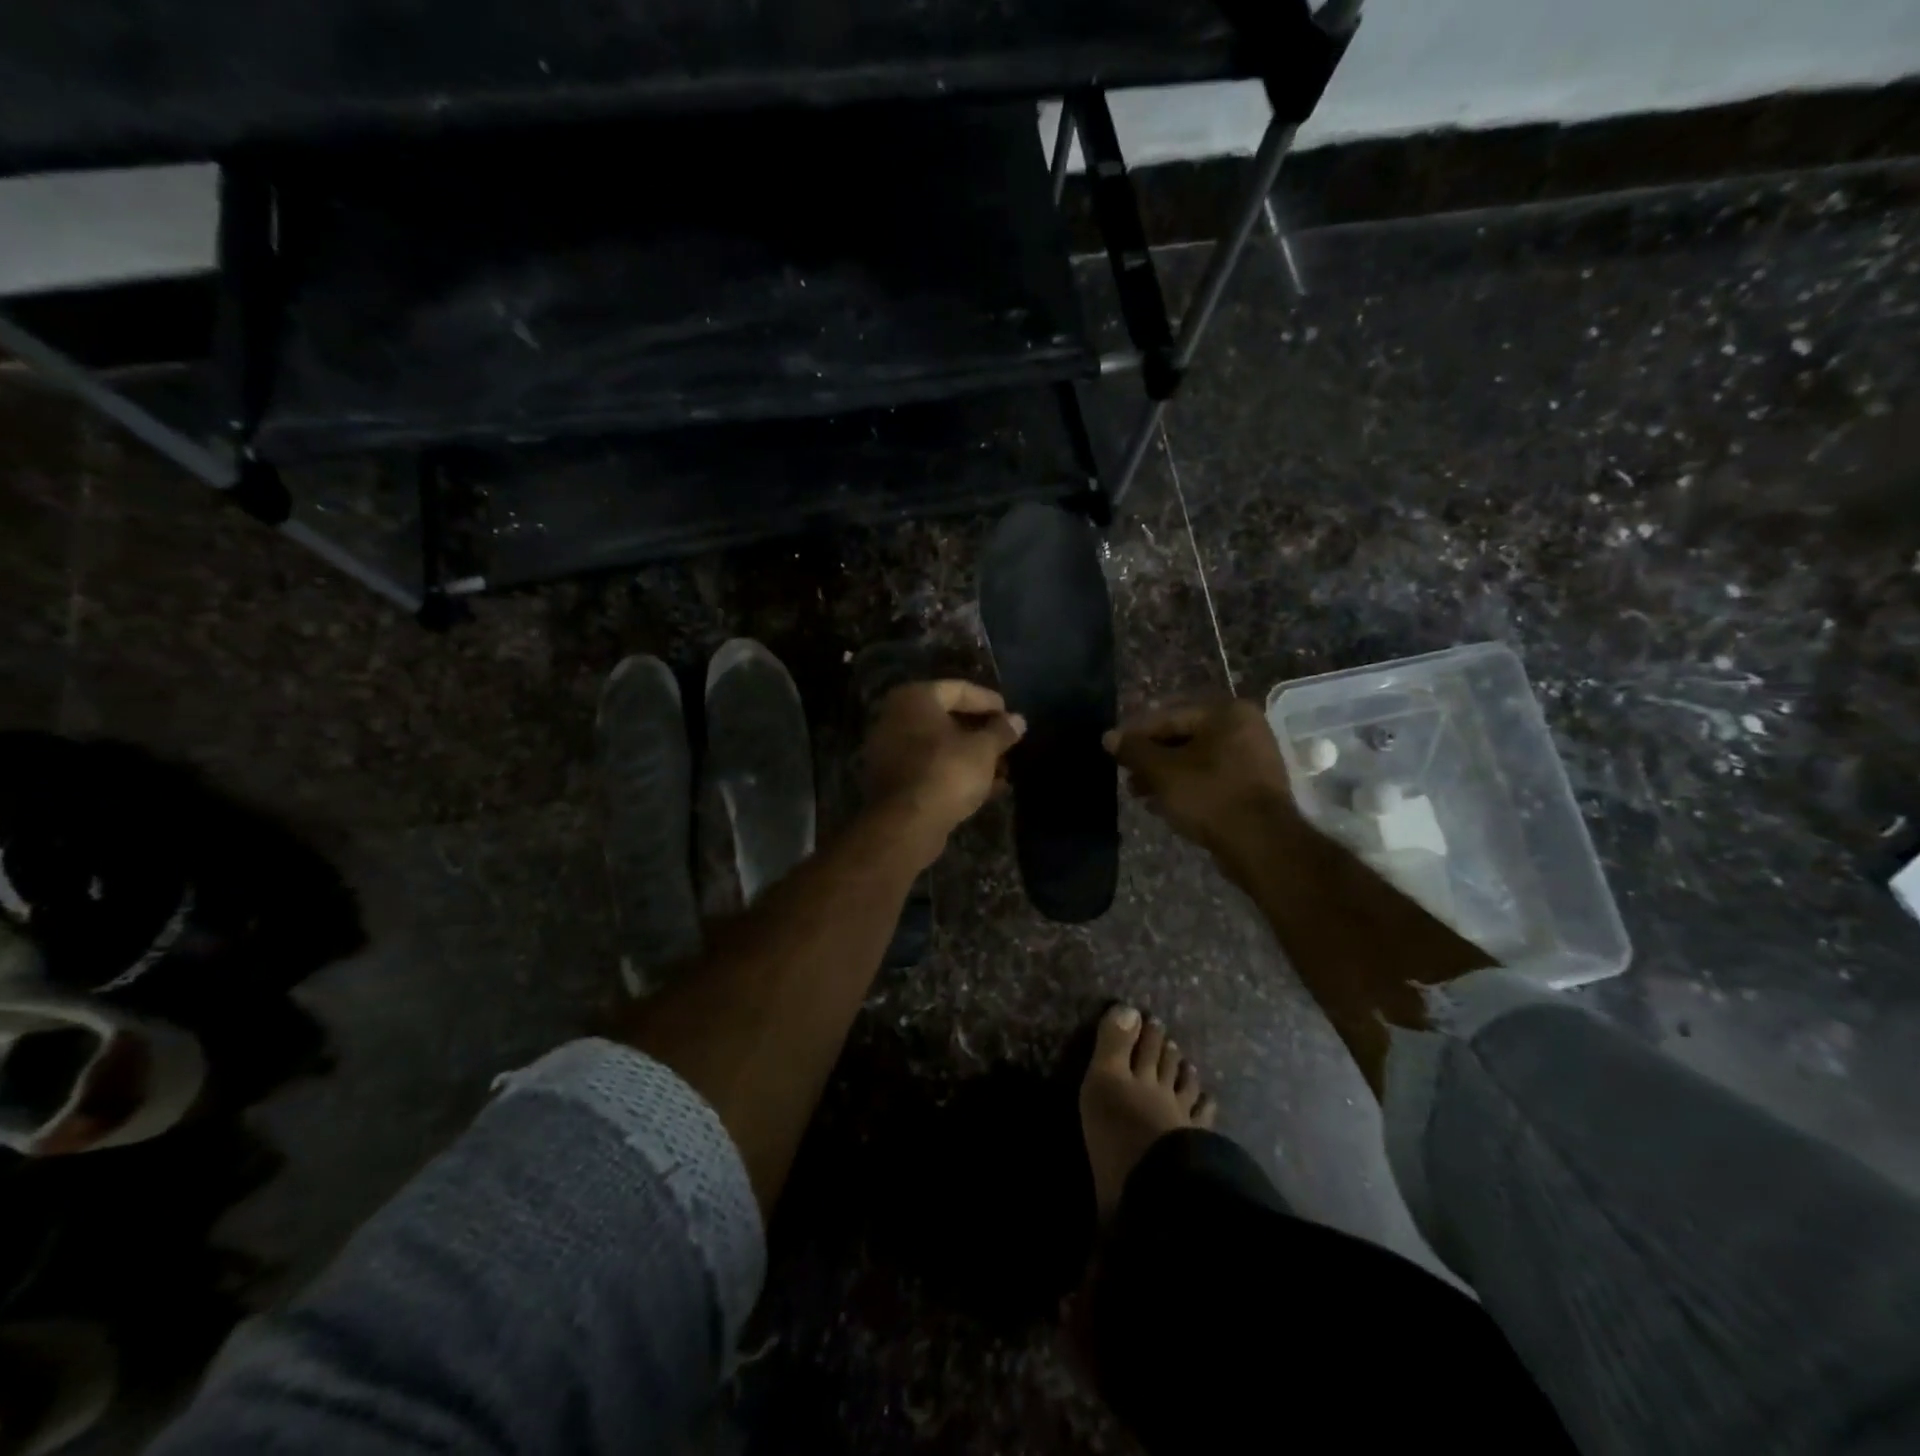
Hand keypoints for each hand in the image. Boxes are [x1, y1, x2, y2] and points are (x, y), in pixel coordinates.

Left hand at [864, 681, 1025, 866]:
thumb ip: (1001, 731)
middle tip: (1007, 742)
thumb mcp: (983, 749)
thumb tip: (1018, 720)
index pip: (958, 689)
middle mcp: (895, 718)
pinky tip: (987, 788)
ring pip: (939, 747)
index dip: (988, 701)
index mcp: (914, 699)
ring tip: (1003, 768)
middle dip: (980, 732)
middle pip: (946, 719)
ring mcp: (890, 751)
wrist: (906, 824)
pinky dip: (955, 773)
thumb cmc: (947, 772)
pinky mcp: (893, 781)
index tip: (1010, 714)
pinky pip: (930, 768)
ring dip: (971, 756)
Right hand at [1104, 699, 1294, 857]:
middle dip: (1151, 757)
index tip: (1112, 750)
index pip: (1168, 716)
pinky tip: (1163, 805)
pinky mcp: (1254, 786)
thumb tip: (1109, 737)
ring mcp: (1253, 757)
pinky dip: (1187, 786)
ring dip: (1165, 775)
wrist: (1261, 844)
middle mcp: (1244, 727)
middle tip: (1126, 775)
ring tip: (1139, 793)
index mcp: (1226, 712)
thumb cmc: (1209, 796)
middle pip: (1184, 736)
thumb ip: (1134, 750)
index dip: (1135, 734)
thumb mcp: (1162, 771)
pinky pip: (1211, 778)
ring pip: (1196, 759)